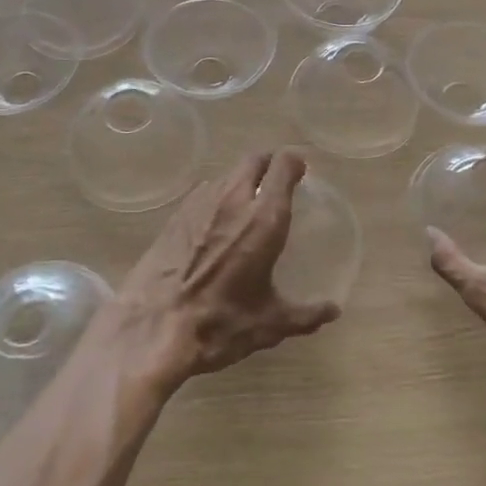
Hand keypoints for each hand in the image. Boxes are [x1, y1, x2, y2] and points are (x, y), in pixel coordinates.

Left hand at [114, 150, 340, 395]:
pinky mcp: (176, 213)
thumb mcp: (269, 324)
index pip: (283, 166)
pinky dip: (218, 196)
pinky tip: (216, 221)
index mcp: (264, 217)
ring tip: (247, 203)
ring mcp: (201, 202)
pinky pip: (205, 191)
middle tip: (276, 182)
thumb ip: (305, 315)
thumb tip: (332, 311)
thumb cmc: (219, 322)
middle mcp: (234, 198)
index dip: (295, 163)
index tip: (301, 172)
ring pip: (228, 173)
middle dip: (269, 164)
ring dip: (242, 180)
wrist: (152, 326)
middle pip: (254, 160)